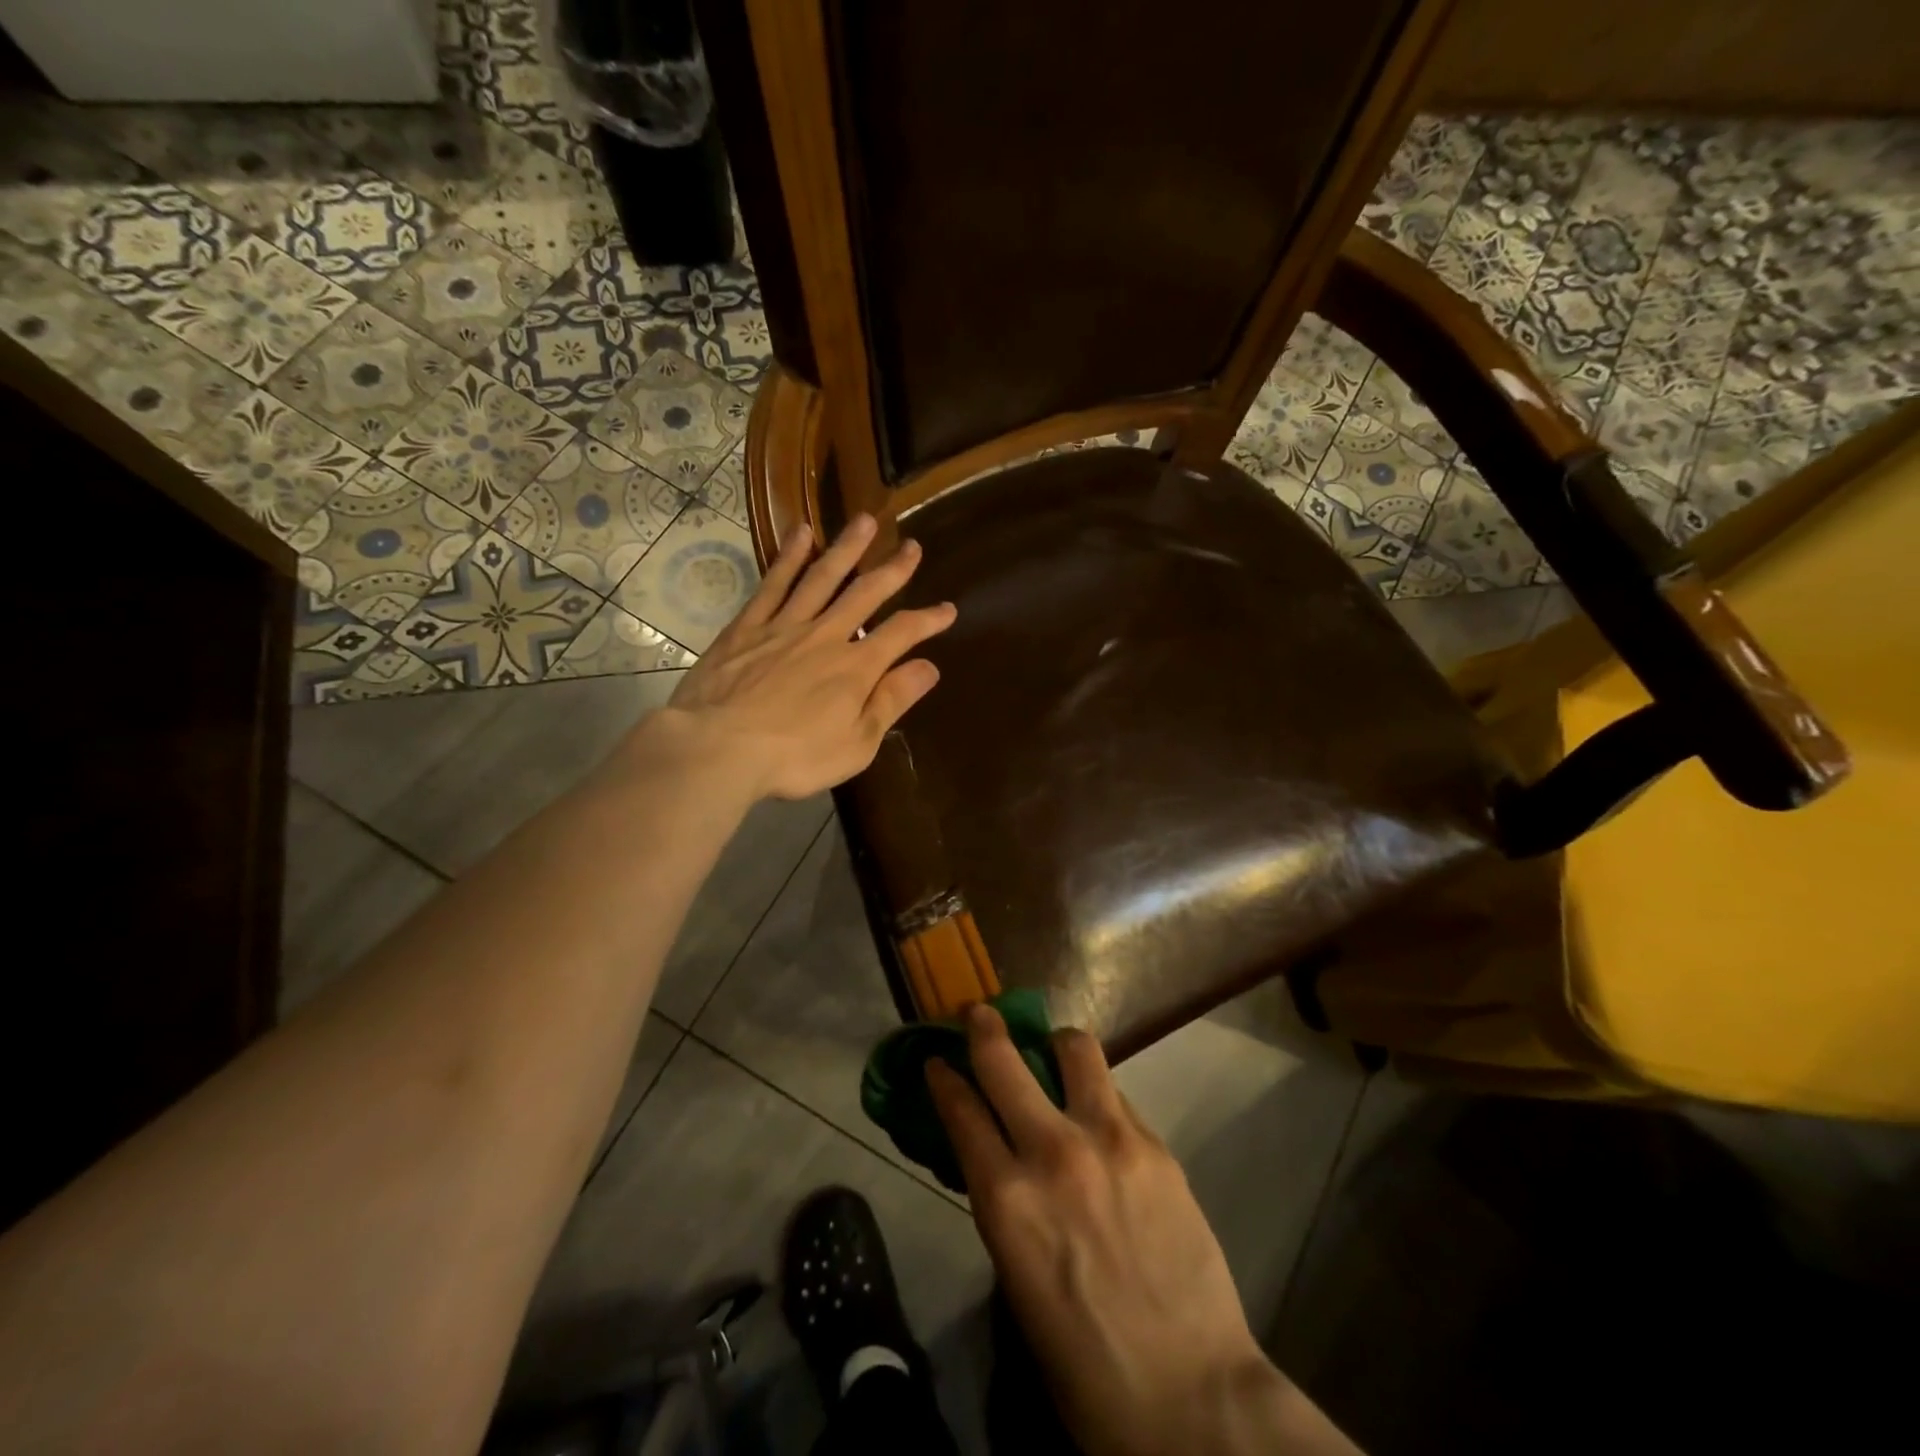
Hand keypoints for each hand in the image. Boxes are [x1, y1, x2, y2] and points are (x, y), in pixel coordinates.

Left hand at [658, 514, 955, 800]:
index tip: (948, 609)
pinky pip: (773, 583)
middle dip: (893, 570)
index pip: (902, 634)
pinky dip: (789, 557)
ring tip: (864, 521)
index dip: (928, 620)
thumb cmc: (793, 757)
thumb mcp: (856, 743)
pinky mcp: (746, 627)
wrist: (717, 747)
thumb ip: (891, 701)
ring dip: (846, 548)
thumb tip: (930, 667)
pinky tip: (800, 534)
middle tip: (911, 546)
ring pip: (822, 577)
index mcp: (855, 668)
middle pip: (865, 593)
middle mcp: (825, 636)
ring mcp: (783, 626)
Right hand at [928, 1006, 1358, 1455]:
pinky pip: (1116, 1094)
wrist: (1191, 1398)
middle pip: (1003, 1060)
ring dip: (1055, 1043)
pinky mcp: (1154, 1144)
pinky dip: (1098, 1094)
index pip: (960, 1111)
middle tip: (979, 1014)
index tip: (937, 1060)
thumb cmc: (1085, 1362)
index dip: (943, 1078)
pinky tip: (1102, 1119)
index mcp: (1006, 1199)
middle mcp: (1052, 1152)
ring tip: (1056, 1053)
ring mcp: (1109, 1140)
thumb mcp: (1018, 1279)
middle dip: (983, 1028)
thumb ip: (1006, 1204)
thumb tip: (1000, 1157)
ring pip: (1074, 1048)